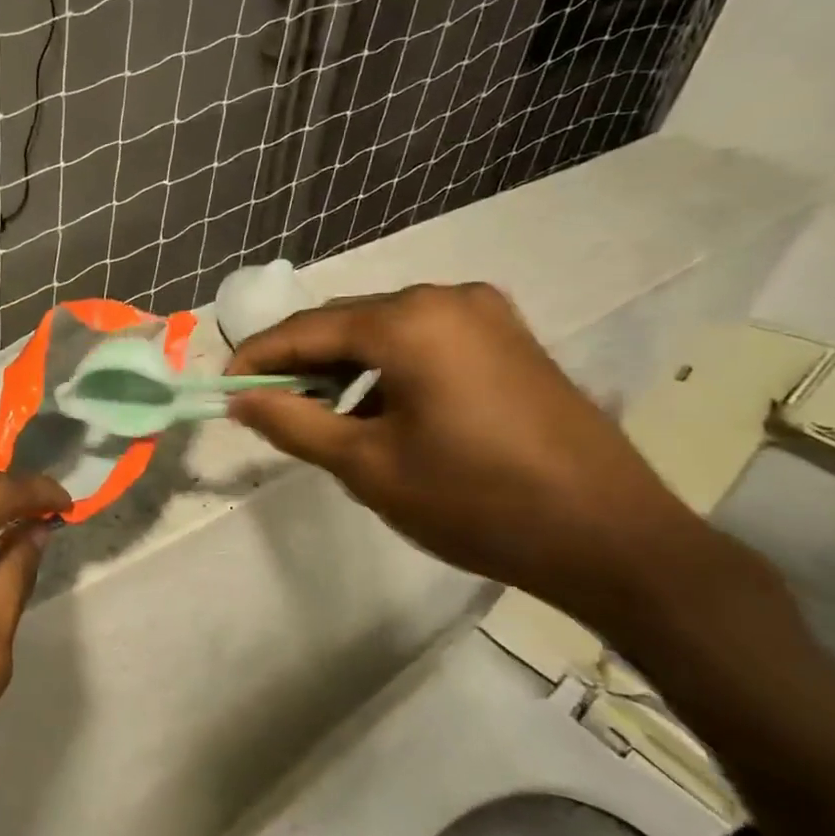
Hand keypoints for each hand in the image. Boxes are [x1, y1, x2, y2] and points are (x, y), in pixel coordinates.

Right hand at [227, 283, 719, 625]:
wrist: (610, 537)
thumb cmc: (475, 501)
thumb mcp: (368, 467)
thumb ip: (293, 424)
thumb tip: (240, 400)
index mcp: (408, 322)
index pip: (305, 329)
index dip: (257, 357)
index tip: (224, 388)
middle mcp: (445, 298)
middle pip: (345, 321)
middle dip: (300, 362)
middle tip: (265, 405)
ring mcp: (484, 313)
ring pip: (384, 330)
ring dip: (343, 367)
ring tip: (320, 416)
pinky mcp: (508, 338)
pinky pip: (423, 340)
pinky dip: (386, 368)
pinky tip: (378, 411)